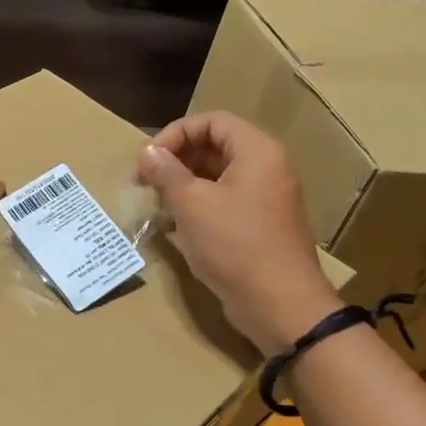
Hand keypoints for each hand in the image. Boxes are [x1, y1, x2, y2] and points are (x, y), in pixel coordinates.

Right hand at [137, 112, 341, 353]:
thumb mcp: (192, 205)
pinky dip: (200, 206)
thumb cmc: (234, 245)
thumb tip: (148, 153)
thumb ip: (167, 173)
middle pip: (216, 146)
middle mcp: (267, 168)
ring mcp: (266, 198)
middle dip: (177, 160)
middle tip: (146, 182)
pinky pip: (226, 202)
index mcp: (257, 151)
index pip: (212, 121)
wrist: (280, 304)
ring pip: (219, 176)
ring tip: (157, 204)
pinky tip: (177, 227)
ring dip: (185, 185)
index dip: (175, 134)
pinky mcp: (261, 226)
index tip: (148, 160)